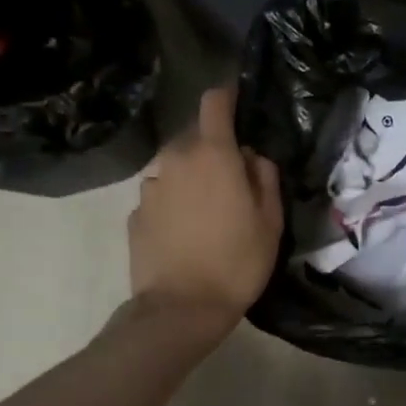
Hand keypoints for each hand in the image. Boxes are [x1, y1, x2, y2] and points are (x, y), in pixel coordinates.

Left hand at [129, 86, 283, 335]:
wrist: (181, 308)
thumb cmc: (237, 262)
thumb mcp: (270, 222)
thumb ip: (265, 179)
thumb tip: (253, 157)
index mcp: (213, 155)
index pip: (214, 103)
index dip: (227, 97)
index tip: (238, 104)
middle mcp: (176, 160)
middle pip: (195, 137)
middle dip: (213, 149)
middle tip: (233, 181)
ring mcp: (150, 187)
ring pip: (175, 168)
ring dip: (192, 178)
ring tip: (207, 213)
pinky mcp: (135, 214)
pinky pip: (160, 196)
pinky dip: (173, 204)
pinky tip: (185, 233)